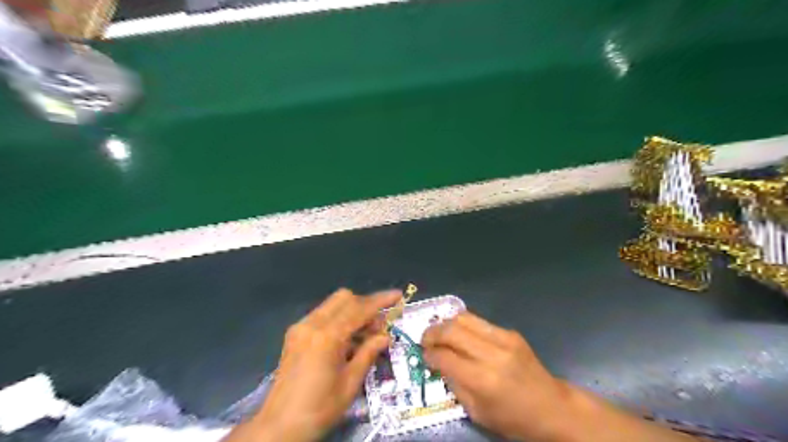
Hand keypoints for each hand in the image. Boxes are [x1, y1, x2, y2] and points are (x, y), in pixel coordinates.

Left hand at [226, 289, 400, 441]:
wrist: (279, 426)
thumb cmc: (319, 408)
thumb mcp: (350, 383)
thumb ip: (368, 353)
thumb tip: (385, 337)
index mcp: (327, 337)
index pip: (360, 309)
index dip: (381, 300)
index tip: (398, 295)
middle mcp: (312, 324)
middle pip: (344, 298)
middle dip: (365, 306)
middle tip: (378, 327)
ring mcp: (301, 327)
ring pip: (332, 304)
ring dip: (352, 312)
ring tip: (364, 336)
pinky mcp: (294, 333)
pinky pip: (322, 315)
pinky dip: (338, 319)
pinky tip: (345, 341)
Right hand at [426, 311, 693, 441]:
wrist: (552, 407)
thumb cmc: (513, 419)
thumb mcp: (477, 412)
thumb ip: (455, 384)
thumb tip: (438, 362)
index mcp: (482, 380)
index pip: (444, 356)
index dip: (429, 354)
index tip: (424, 356)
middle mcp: (492, 354)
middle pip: (451, 330)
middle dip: (432, 333)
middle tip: (425, 340)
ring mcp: (503, 339)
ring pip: (463, 318)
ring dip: (446, 323)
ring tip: (440, 333)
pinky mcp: (510, 332)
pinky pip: (479, 321)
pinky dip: (463, 325)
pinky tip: (461, 335)